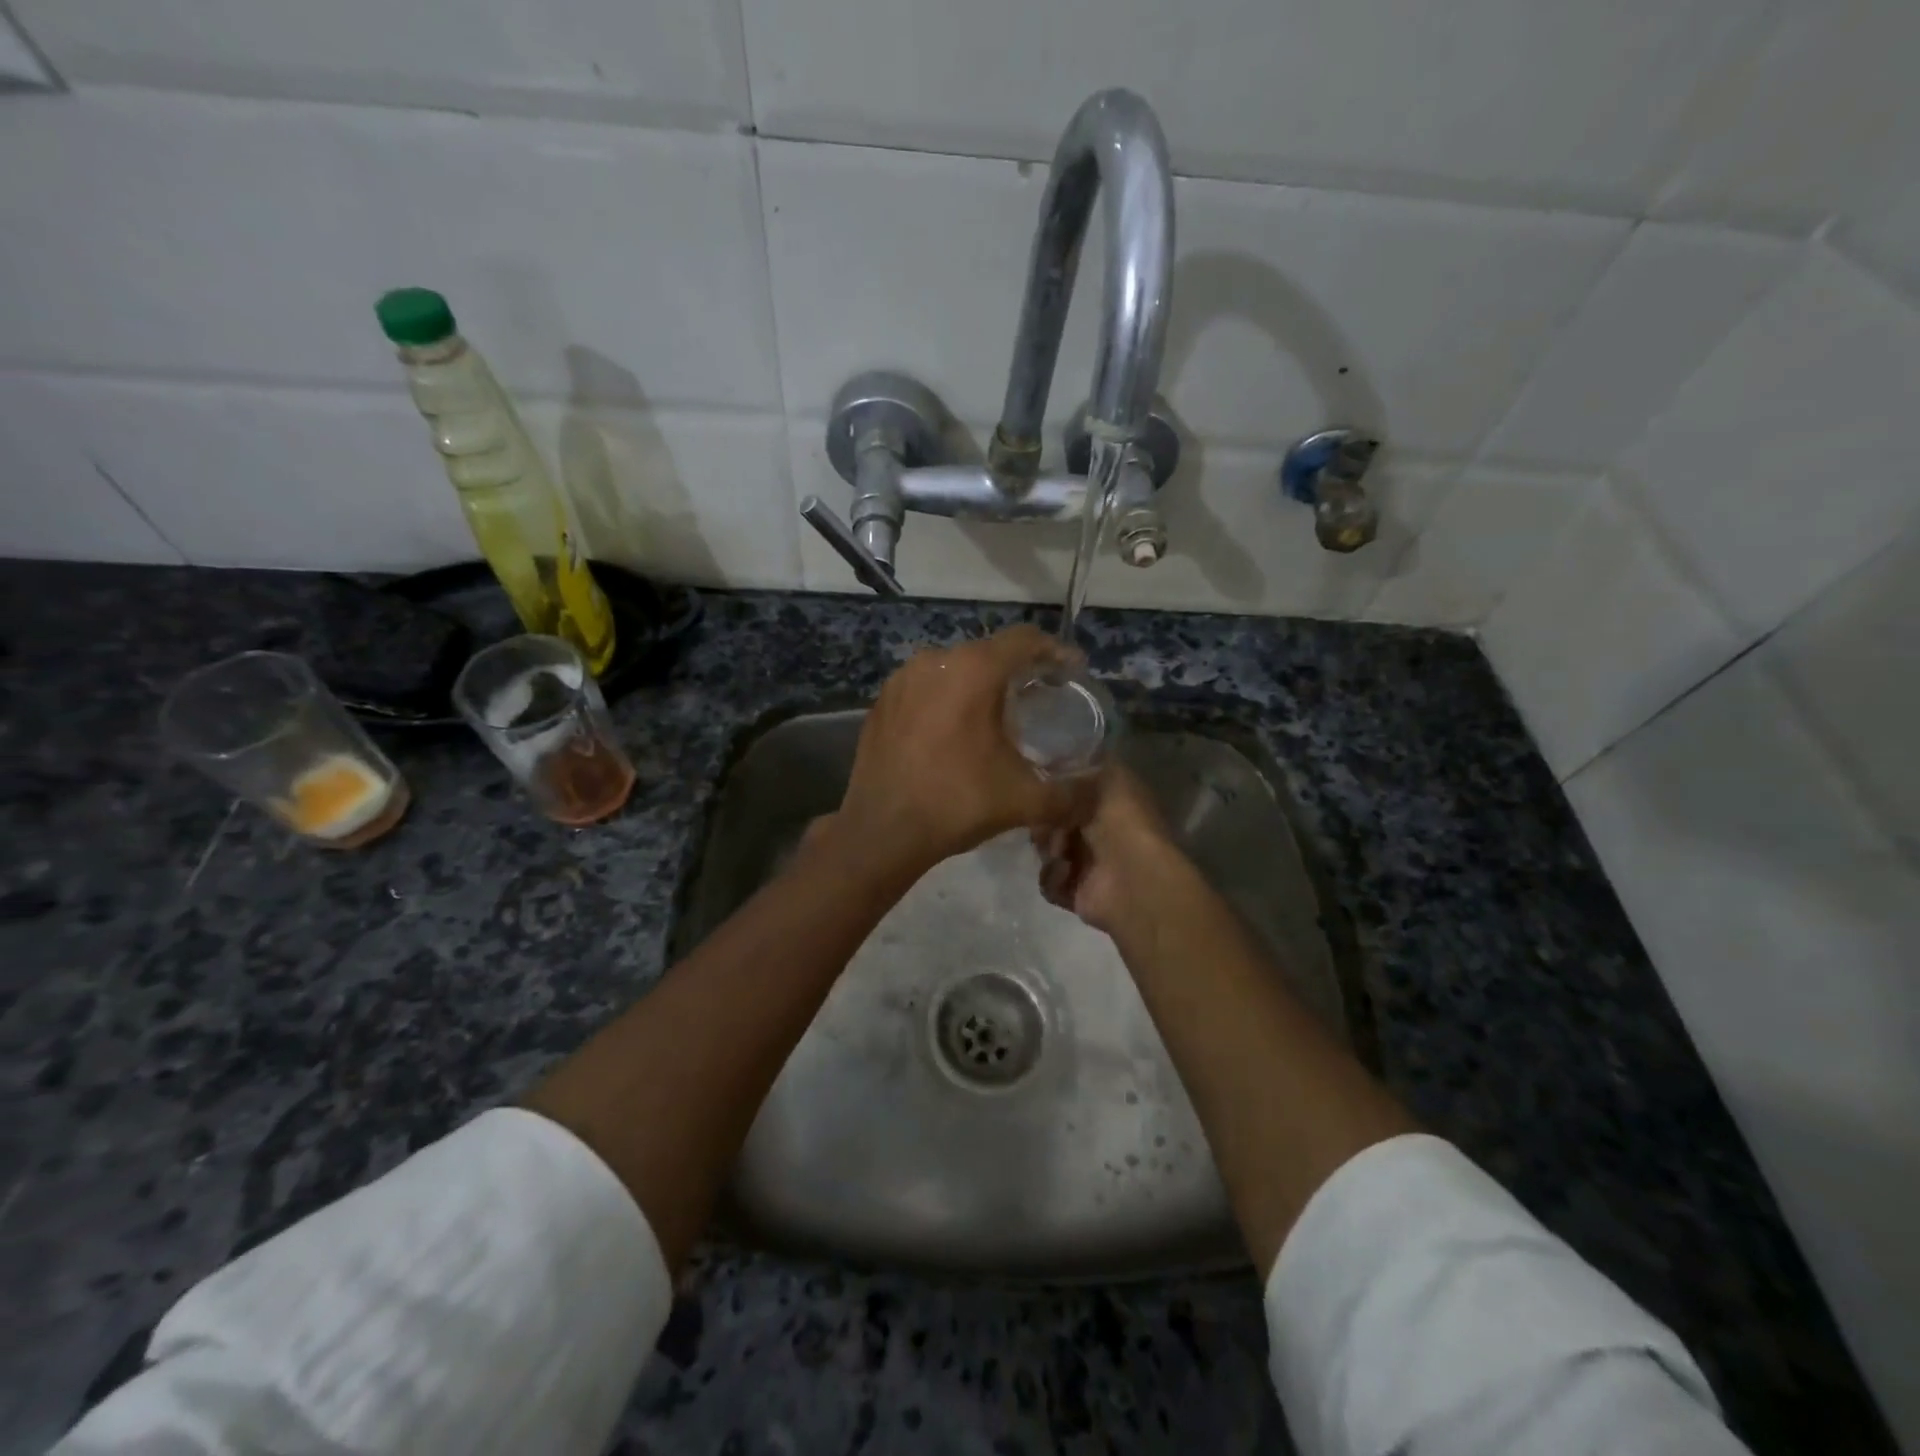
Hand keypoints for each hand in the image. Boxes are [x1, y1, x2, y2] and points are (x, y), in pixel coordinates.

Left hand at [835, 625, 1086, 874]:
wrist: (881, 831)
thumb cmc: (957, 803)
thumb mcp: (1024, 800)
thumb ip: (1071, 796)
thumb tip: (1096, 796)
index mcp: (974, 670)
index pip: (1025, 640)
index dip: (1055, 651)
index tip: (1073, 671)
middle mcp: (936, 661)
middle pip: (989, 652)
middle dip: (1019, 669)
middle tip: (1040, 694)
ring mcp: (902, 679)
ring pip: (955, 668)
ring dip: (980, 683)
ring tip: (998, 712)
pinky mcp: (882, 702)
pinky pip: (925, 687)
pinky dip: (947, 698)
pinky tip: (955, 729)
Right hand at [1033, 764, 1178, 934]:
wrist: (1132, 877)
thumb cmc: (1123, 823)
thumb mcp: (1108, 779)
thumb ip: (1081, 772)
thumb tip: (1053, 779)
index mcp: (1114, 804)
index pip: (1074, 793)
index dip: (1055, 791)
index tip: (1040, 790)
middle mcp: (1102, 833)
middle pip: (1055, 823)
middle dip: (1045, 823)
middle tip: (1045, 824)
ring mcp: (1090, 865)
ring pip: (1049, 851)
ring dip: (1049, 851)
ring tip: (1061, 853)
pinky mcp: (1079, 894)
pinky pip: (1050, 882)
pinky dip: (1054, 878)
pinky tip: (1067, 874)